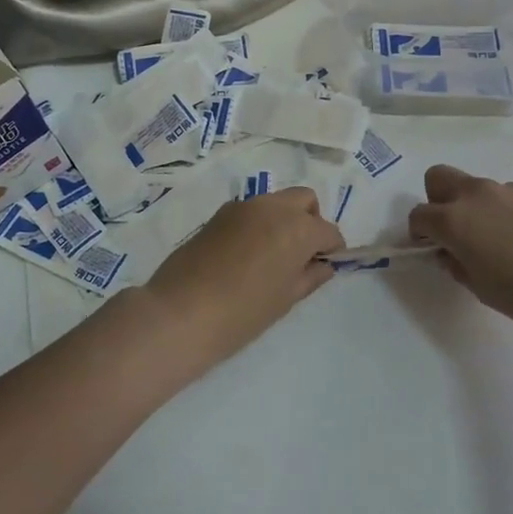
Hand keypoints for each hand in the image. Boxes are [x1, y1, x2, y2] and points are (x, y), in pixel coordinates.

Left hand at [136, 187, 344, 371]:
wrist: (181, 312)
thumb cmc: (243, 313)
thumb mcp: (285, 299)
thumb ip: (309, 277)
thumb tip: (323, 265)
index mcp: (298, 228)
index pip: (328, 231)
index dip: (331, 249)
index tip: (324, 266)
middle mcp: (273, 207)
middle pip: (304, 200)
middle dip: (311, 221)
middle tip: (301, 254)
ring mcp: (243, 206)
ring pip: (276, 201)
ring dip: (283, 219)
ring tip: (272, 256)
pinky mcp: (219, 214)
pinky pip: (250, 211)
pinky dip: (258, 224)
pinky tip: (246, 255)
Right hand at [408, 165, 512, 345]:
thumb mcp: (482, 289)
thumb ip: (458, 265)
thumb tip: (451, 252)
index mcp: (455, 220)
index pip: (420, 215)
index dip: (419, 233)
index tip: (430, 250)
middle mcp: (477, 196)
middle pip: (439, 178)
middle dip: (436, 200)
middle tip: (453, 233)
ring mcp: (509, 191)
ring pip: (474, 188)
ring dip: (472, 207)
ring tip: (496, 245)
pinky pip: (504, 197)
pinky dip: (501, 212)